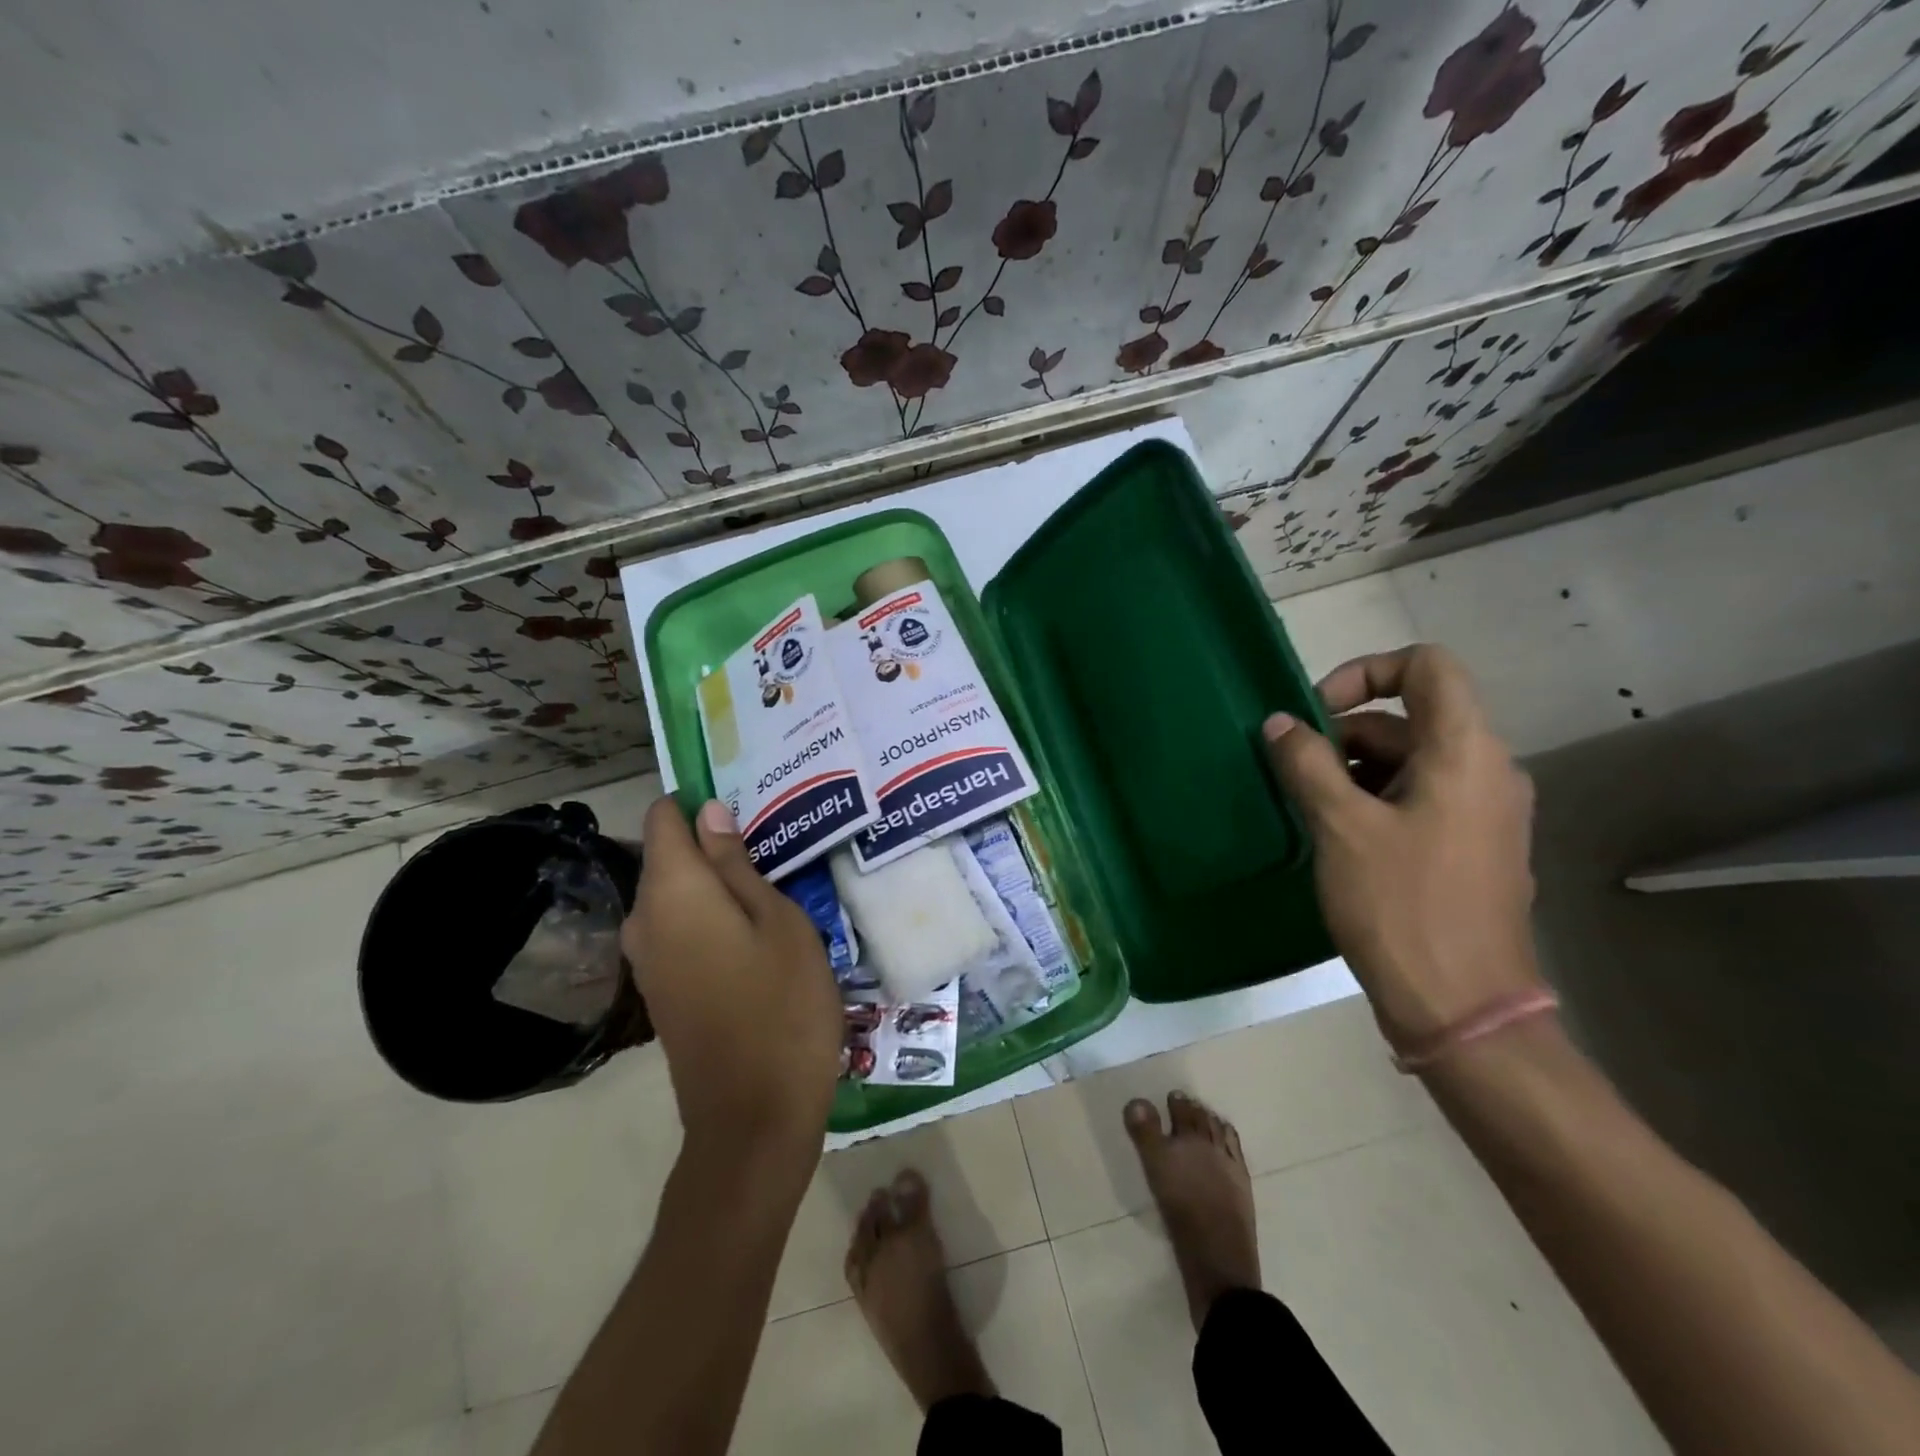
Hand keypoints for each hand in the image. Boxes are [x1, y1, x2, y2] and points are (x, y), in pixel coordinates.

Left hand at [622, 797, 841, 1154]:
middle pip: (669, 856)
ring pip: (677, 895)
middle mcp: (644, 919)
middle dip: (714, 841)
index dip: (698, 801)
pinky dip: (709, 916)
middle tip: (775, 844)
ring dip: (716, 882)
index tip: (746, 800)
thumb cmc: (781, 1005)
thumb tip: (708, 813)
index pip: (665, 817)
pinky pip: (678, 929)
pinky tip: (754, 928)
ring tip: (773, 880)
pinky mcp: (660, 990)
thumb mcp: (779, 922)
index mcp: (672, 892)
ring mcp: (648, 960)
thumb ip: (737, 865)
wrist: (754, 1117)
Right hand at [1263, 644, 1542, 1047]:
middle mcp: (1488, 771)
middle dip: (1346, 734)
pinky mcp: (1473, 848)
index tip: (1315, 713)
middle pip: (1411, 717)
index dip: (1365, 672)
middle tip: (1295, 772)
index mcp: (1466, 752)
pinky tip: (1338, 838)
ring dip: (1354, 770)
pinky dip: (1375, 800)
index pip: (1427, 666)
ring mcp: (1485, 813)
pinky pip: (1421, 798)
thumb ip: (1306, 763)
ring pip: (1412, 761)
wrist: (1462, 1007)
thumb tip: (1280, 723)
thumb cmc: (1400, 905)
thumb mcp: (1340, 826)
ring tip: (1309, 809)